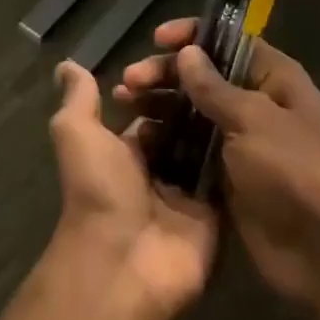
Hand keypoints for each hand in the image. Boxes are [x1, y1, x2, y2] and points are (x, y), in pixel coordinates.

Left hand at [48, 60, 219, 319]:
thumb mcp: (78, 134)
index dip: (164, 85)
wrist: (125, 261)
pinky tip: (254, 117)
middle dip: (197, 99)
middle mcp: (159, 167)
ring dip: (220, 119)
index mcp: (127, 149)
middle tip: (221, 68)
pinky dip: (240, 151)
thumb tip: (65, 64)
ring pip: (209, 145)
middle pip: (184, 124)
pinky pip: (230, 174)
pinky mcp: (215, 210)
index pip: (152, 109)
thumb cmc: (99, 189)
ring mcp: (189, 190)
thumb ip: (78, 99)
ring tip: (243, 84)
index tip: (186, 57)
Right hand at [116, 21, 319, 307]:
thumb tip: (187, 52)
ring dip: (160, 107)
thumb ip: (215, 88)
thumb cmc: (295, 172)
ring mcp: (241, 143)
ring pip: (193, 114)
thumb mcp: (254, 121)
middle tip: (128, 82)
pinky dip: (166, 143)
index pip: (229, 43)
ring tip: (124, 105)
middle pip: (205, 78)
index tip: (157, 39)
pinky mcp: (227, 178)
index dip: (193, 36)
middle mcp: (257, 105)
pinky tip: (136, 140)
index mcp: (275, 80)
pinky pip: (191, 151)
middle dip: (166, 75)